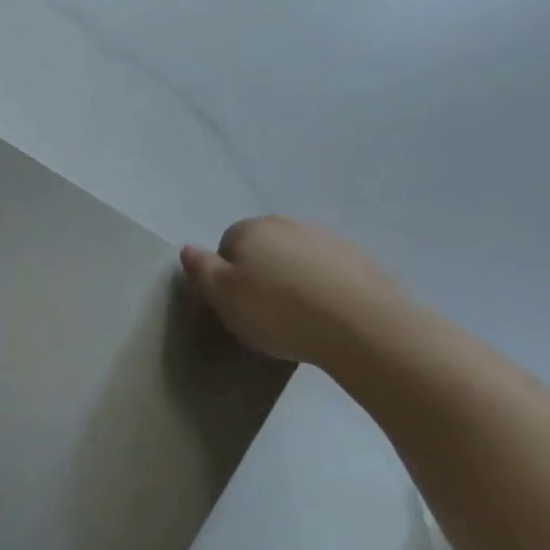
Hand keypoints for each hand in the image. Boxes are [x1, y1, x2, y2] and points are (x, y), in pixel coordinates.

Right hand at [180, 217, 403, 366]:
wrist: (362, 325)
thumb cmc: (278, 311)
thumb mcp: (223, 297)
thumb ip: (201, 269)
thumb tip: (187, 248)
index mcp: (252, 229)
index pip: (226, 244)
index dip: (227, 276)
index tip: (236, 304)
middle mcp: (289, 224)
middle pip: (263, 248)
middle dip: (260, 274)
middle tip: (263, 313)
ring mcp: (328, 239)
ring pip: (297, 259)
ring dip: (293, 280)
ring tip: (298, 318)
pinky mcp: (361, 260)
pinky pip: (329, 273)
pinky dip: (324, 288)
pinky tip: (327, 317)